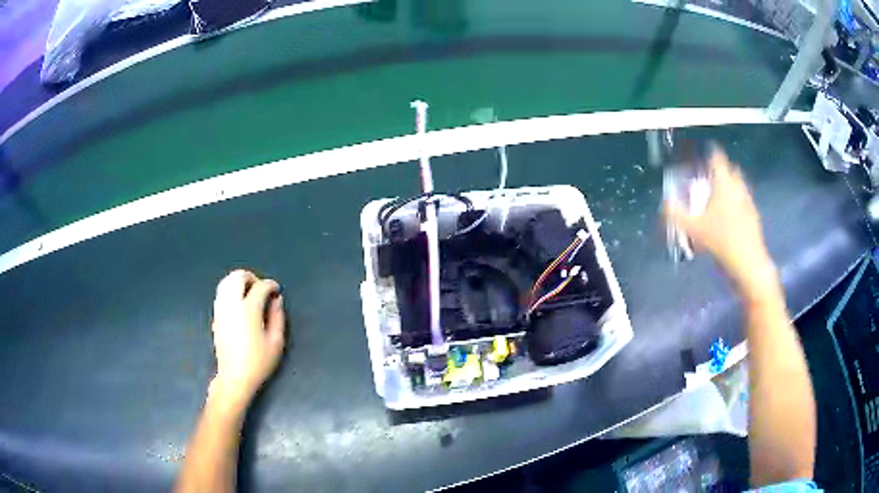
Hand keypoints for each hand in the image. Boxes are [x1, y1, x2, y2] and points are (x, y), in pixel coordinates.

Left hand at [209, 270, 284, 413]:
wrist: (234, 377)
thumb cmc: (258, 362)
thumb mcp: (276, 342)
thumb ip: (278, 317)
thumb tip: (277, 299)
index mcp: (248, 310)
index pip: (260, 286)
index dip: (271, 285)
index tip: (277, 291)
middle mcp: (231, 304)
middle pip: (238, 276)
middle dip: (252, 277)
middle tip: (261, 289)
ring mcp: (220, 309)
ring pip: (226, 282)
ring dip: (239, 282)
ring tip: (250, 293)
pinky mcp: (215, 316)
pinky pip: (221, 293)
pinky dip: (231, 290)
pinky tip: (239, 303)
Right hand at [663, 146, 777, 297]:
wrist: (748, 264)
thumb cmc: (721, 242)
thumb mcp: (693, 230)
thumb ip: (676, 215)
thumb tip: (663, 203)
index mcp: (724, 184)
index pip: (717, 158)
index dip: (710, 153)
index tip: (704, 153)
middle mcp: (738, 188)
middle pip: (731, 169)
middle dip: (722, 169)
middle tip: (711, 176)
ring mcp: (749, 202)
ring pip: (740, 185)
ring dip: (731, 185)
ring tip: (721, 195)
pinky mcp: (754, 216)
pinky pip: (745, 200)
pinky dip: (738, 201)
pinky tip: (731, 216)